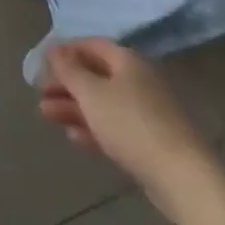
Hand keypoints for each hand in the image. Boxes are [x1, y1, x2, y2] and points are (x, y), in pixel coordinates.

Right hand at [38, 38, 219, 217]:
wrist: (183, 180)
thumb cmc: (131, 125)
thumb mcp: (91, 92)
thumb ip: (68, 69)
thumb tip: (54, 49)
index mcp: (127, 61)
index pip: (91, 45)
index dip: (65, 50)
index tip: (42, 63)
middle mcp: (138, 81)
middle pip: (95, 75)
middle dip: (65, 83)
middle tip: (40, 93)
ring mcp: (146, 113)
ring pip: (102, 103)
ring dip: (73, 107)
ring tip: (46, 115)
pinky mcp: (150, 142)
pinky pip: (114, 127)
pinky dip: (92, 128)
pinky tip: (74, 137)